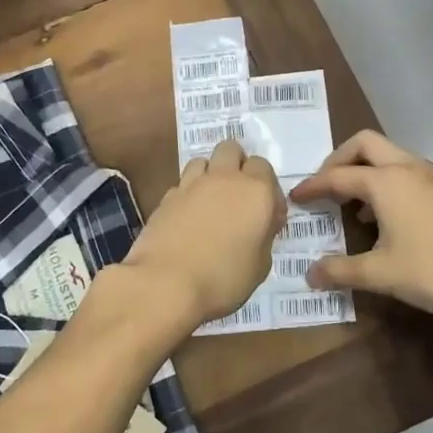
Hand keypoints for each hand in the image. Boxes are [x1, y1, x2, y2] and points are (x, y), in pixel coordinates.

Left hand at [122, 139, 285, 326]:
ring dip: (209, 174)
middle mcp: (224, 179)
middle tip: (237, 197)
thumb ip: (263, 235)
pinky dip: (188, 194)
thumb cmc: (224, 278)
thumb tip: (259, 223)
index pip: (263, 166)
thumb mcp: (261, 265)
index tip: (265, 213)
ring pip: (203, 161)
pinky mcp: (165, 197)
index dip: (266, 187)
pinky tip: (187, 218)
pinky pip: (182, 184)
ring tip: (210, 203)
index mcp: (255, 191)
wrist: (166, 284)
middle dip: (236, 164)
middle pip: (231, 149)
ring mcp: (190, 185)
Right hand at [290, 130, 432, 323]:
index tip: (294, 197)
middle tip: (324, 187)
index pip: (337, 175)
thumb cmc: (432, 271)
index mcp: (386, 181)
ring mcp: (430, 176)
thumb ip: (340, 270)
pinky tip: (382, 217)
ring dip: (364, 170)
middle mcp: (407, 168)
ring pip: (388, 155)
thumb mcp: (379, 274)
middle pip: (364, 144)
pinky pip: (404, 171)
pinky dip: (385, 181)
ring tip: (350, 204)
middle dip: (339, 160)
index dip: (312, 186)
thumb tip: (309, 275)